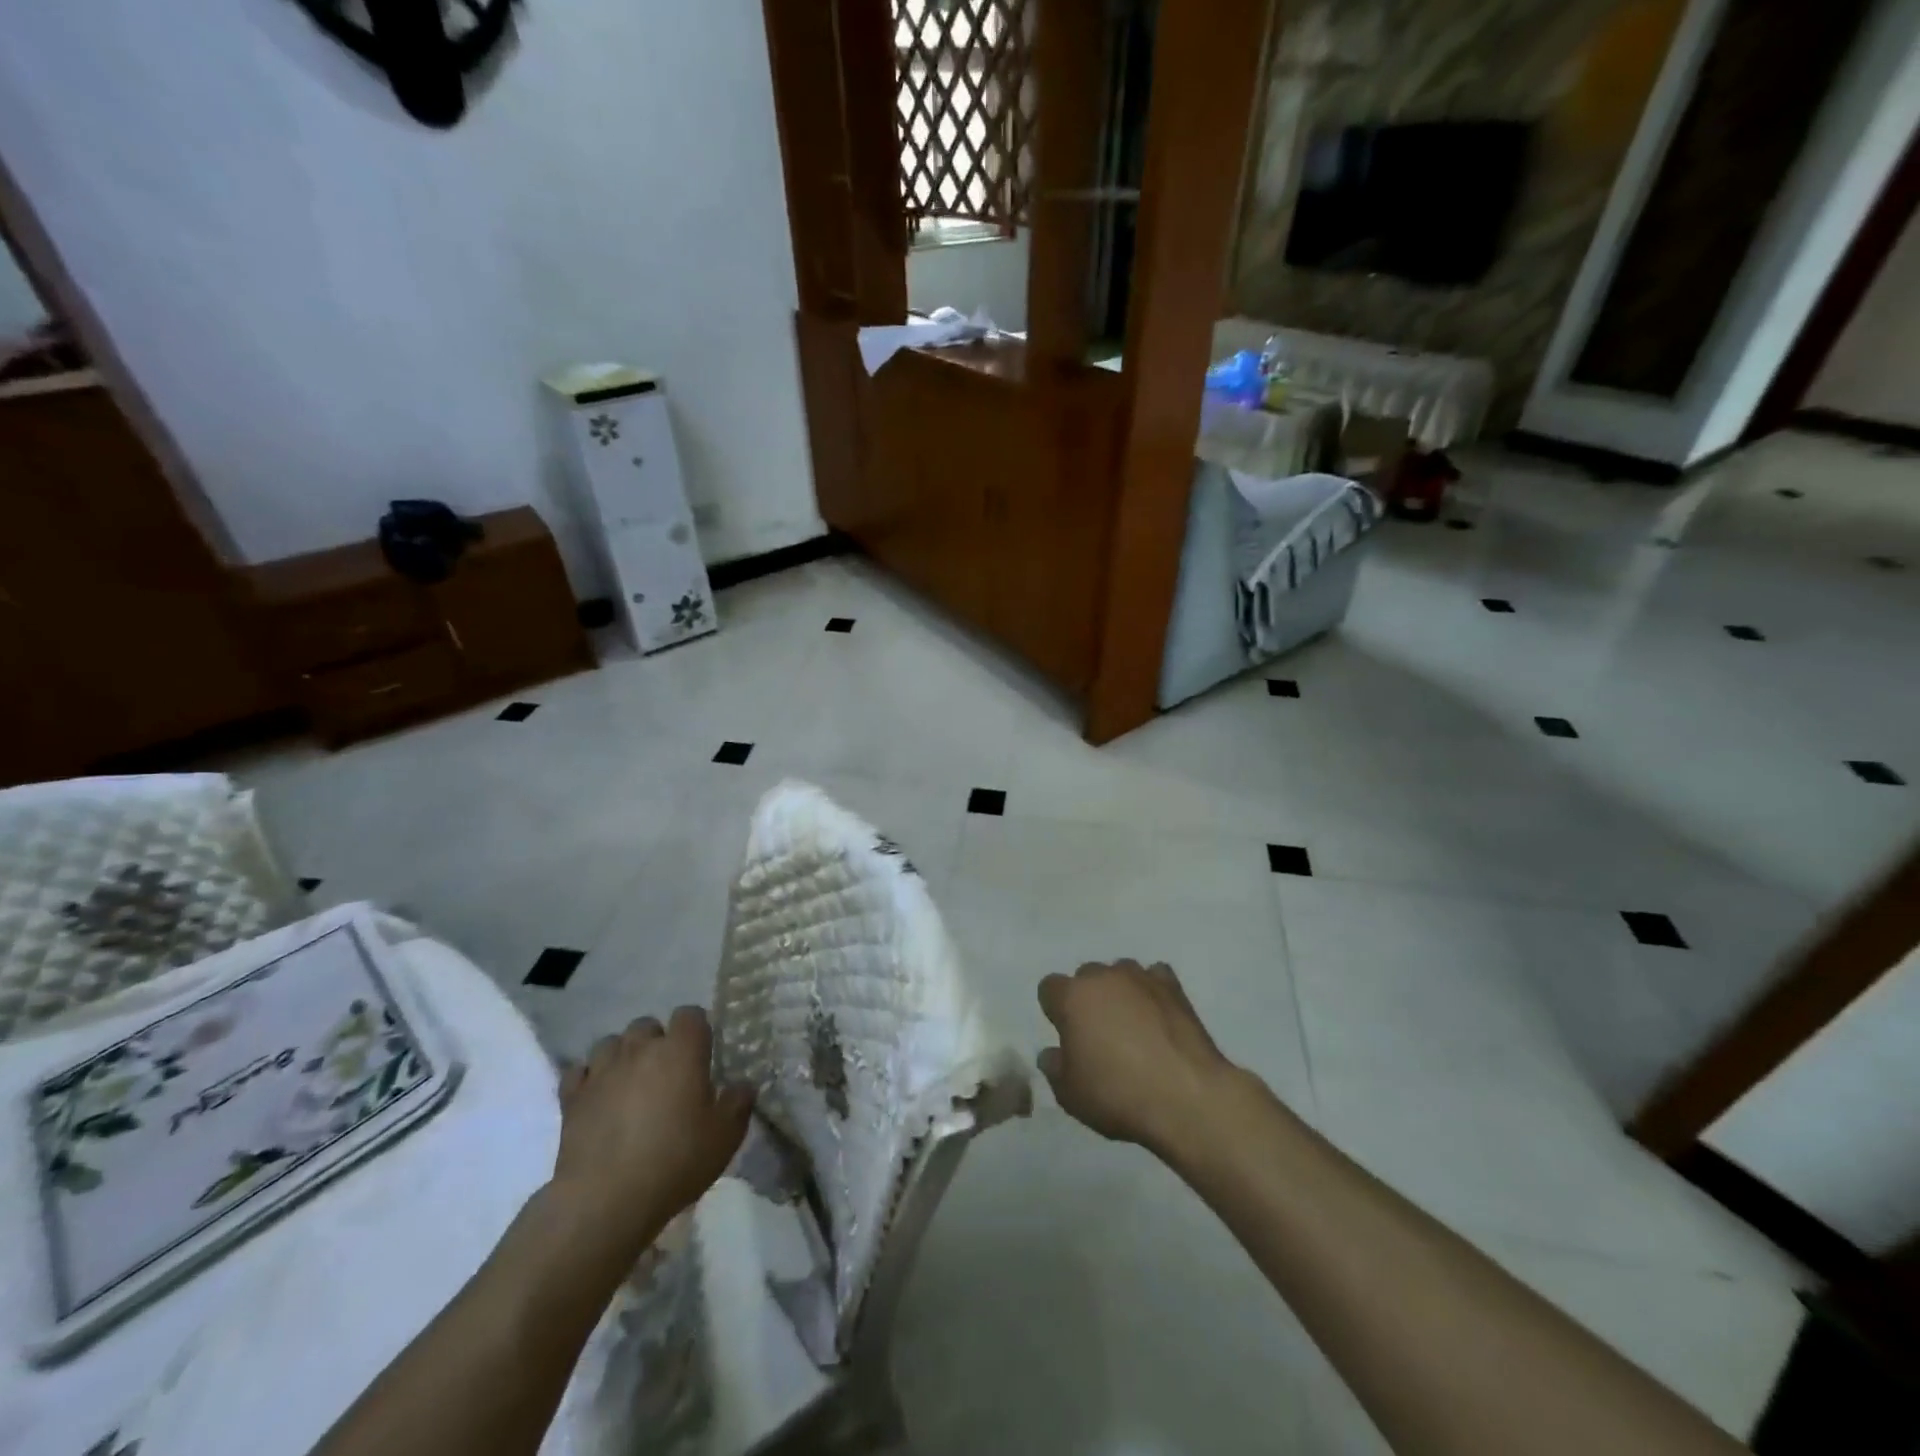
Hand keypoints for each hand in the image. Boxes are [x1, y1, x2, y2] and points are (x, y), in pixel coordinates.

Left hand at [550, 1007, 752, 1259]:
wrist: (605, 1200)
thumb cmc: (675, 1160)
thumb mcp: (725, 1136)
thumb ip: (738, 1103)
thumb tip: (742, 1086)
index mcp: (681, 1050)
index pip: (691, 1014)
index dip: (697, 1030)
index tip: (702, 1055)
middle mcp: (641, 1049)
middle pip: (648, 1025)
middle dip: (657, 1042)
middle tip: (667, 1074)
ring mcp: (602, 1070)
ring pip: (611, 1043)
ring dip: (622, 1056)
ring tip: (631, 1084)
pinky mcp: (572, 1097)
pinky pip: (579, 1072)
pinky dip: (589, 1079)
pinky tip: (598, 1097)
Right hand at [1037, 960, 1239, 1157]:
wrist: (1186, 1097)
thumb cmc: (1118, 1095)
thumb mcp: (1070, 1095)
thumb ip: (1054, 1068)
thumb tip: (1053, 1052)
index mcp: (1072, 997)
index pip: (1049, 988)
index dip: (1055, 1010)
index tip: (1066, 1035)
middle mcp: (1103, 977)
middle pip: (1086, 977)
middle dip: (1088, 999)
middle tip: (1099, 1034)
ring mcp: (1140, 977)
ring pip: (1120, 973)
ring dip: (1120, 992)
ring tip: (1132, 1025)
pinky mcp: (1173, 986)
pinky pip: (1154, 977)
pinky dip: (1152, 991)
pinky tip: (1158, 1015)